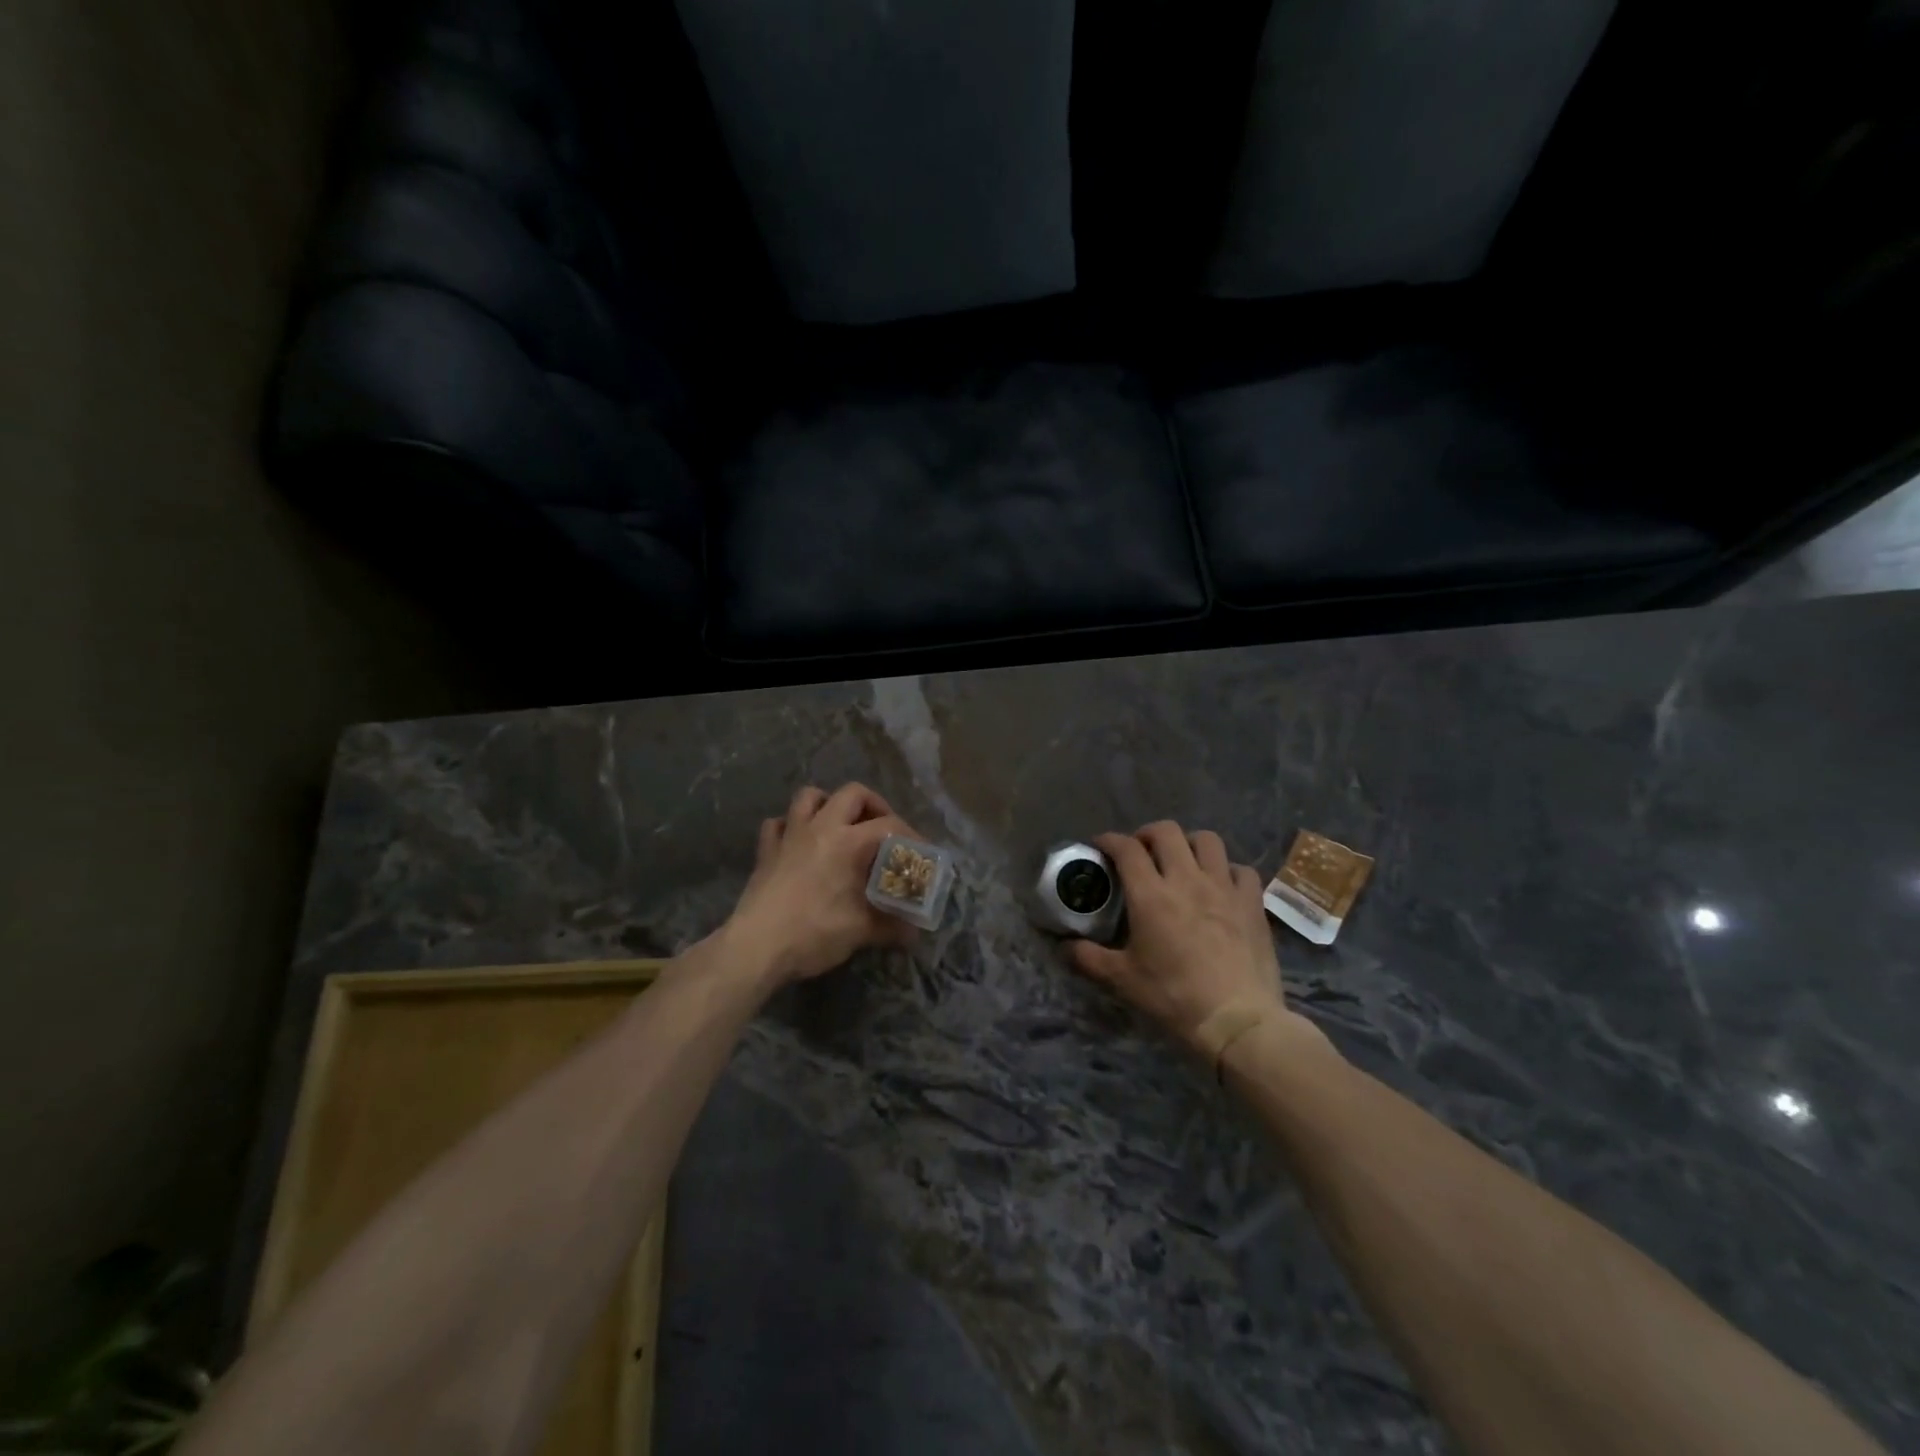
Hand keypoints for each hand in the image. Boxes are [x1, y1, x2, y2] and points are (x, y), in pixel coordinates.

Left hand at [724, 783, 920, 984]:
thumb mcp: (860, 931)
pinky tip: (798, 843)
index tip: (920, 852)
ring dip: (829, 804)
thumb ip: (891, 927)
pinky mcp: (766, 851)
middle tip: (882, 829)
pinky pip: (778, 824)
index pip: (889, 825)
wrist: (756, 948)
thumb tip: (914, 934)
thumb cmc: (814, 933)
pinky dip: (791, 826)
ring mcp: (789, 835)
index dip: (910, 834)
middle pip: (852, 793)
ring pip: (810, 796)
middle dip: (873, 805)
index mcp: (848, 842)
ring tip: (841, 826)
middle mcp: (820, 828)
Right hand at [1067, 822, 1310, 1053]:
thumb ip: (1089, 959)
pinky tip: (1221, 885)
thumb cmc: (1174, 997)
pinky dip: (1227, 870)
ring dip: (1189, 843)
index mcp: (1151, 895)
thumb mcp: (1123, 980)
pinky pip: (1241, 869)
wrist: (1237, 1020)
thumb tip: (1063, 947)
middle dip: (1147, 834)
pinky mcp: (1252, 902)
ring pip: (1207, 840)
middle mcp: (1187, 879)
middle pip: (1166, 832)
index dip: (1110, 840)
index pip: (1126, 848)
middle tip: (1140, 852)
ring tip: (1181, 861)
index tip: (1101, 846)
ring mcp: (1224, 887)